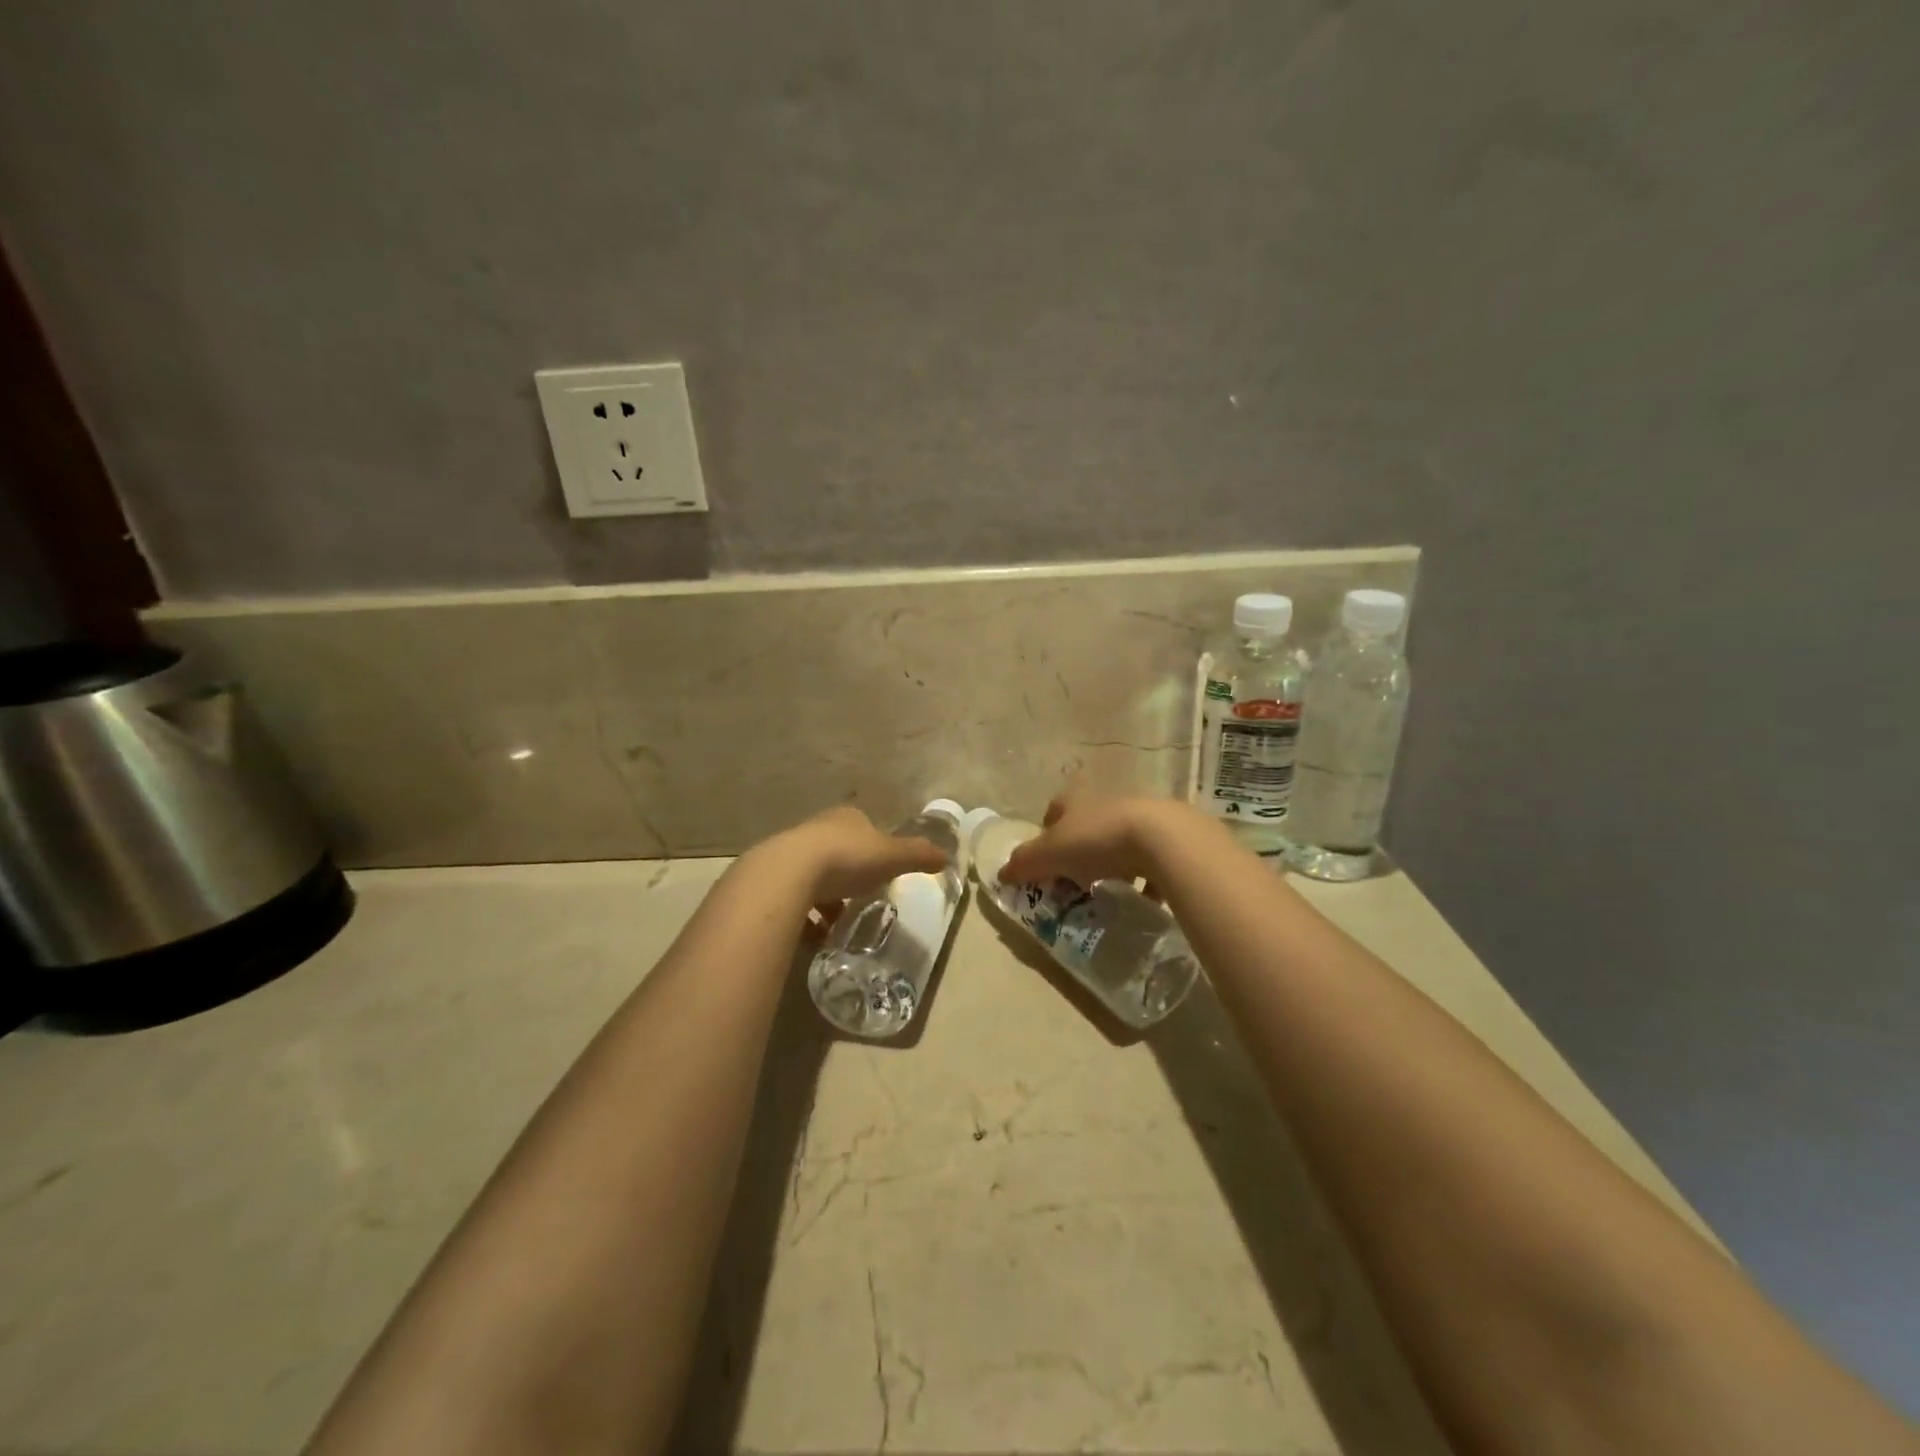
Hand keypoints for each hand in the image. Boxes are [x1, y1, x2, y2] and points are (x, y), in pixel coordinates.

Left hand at [768, 805, 950, 911]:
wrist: (788, 874)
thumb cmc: (847, 858)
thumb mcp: (891, 857)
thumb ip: (918, 855)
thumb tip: (947, 856)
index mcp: (846, 818)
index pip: (864, 827)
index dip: (874, 848)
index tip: (881, 871)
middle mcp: (817, 829)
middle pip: (838, 851)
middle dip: (849, 875)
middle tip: (861, 900)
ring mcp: (791, 853)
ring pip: (814, 875)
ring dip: (825, 898)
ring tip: (837, 925)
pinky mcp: (773, 879)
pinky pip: (794, 899)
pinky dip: (806, 916)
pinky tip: (814, 936)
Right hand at [1000, 791, 1195, 887]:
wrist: (1163, 838)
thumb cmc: (1097, 839)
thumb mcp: (1050, 853)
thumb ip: (1024, 863)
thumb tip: (1001, 874)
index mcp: (1075, 799)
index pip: (1053, 812)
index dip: (1045, 835)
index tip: (1045, 863)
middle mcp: (1106, 801)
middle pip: (1085, 826)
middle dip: (1078, 851)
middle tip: (1073, 881)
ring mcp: (1139, 816)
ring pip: (1117, 841)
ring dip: (1111, 863)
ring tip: (1106, 892)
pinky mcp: (1167, 836)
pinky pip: (1150, 859)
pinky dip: (1144, 877)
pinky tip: (1141, 898)